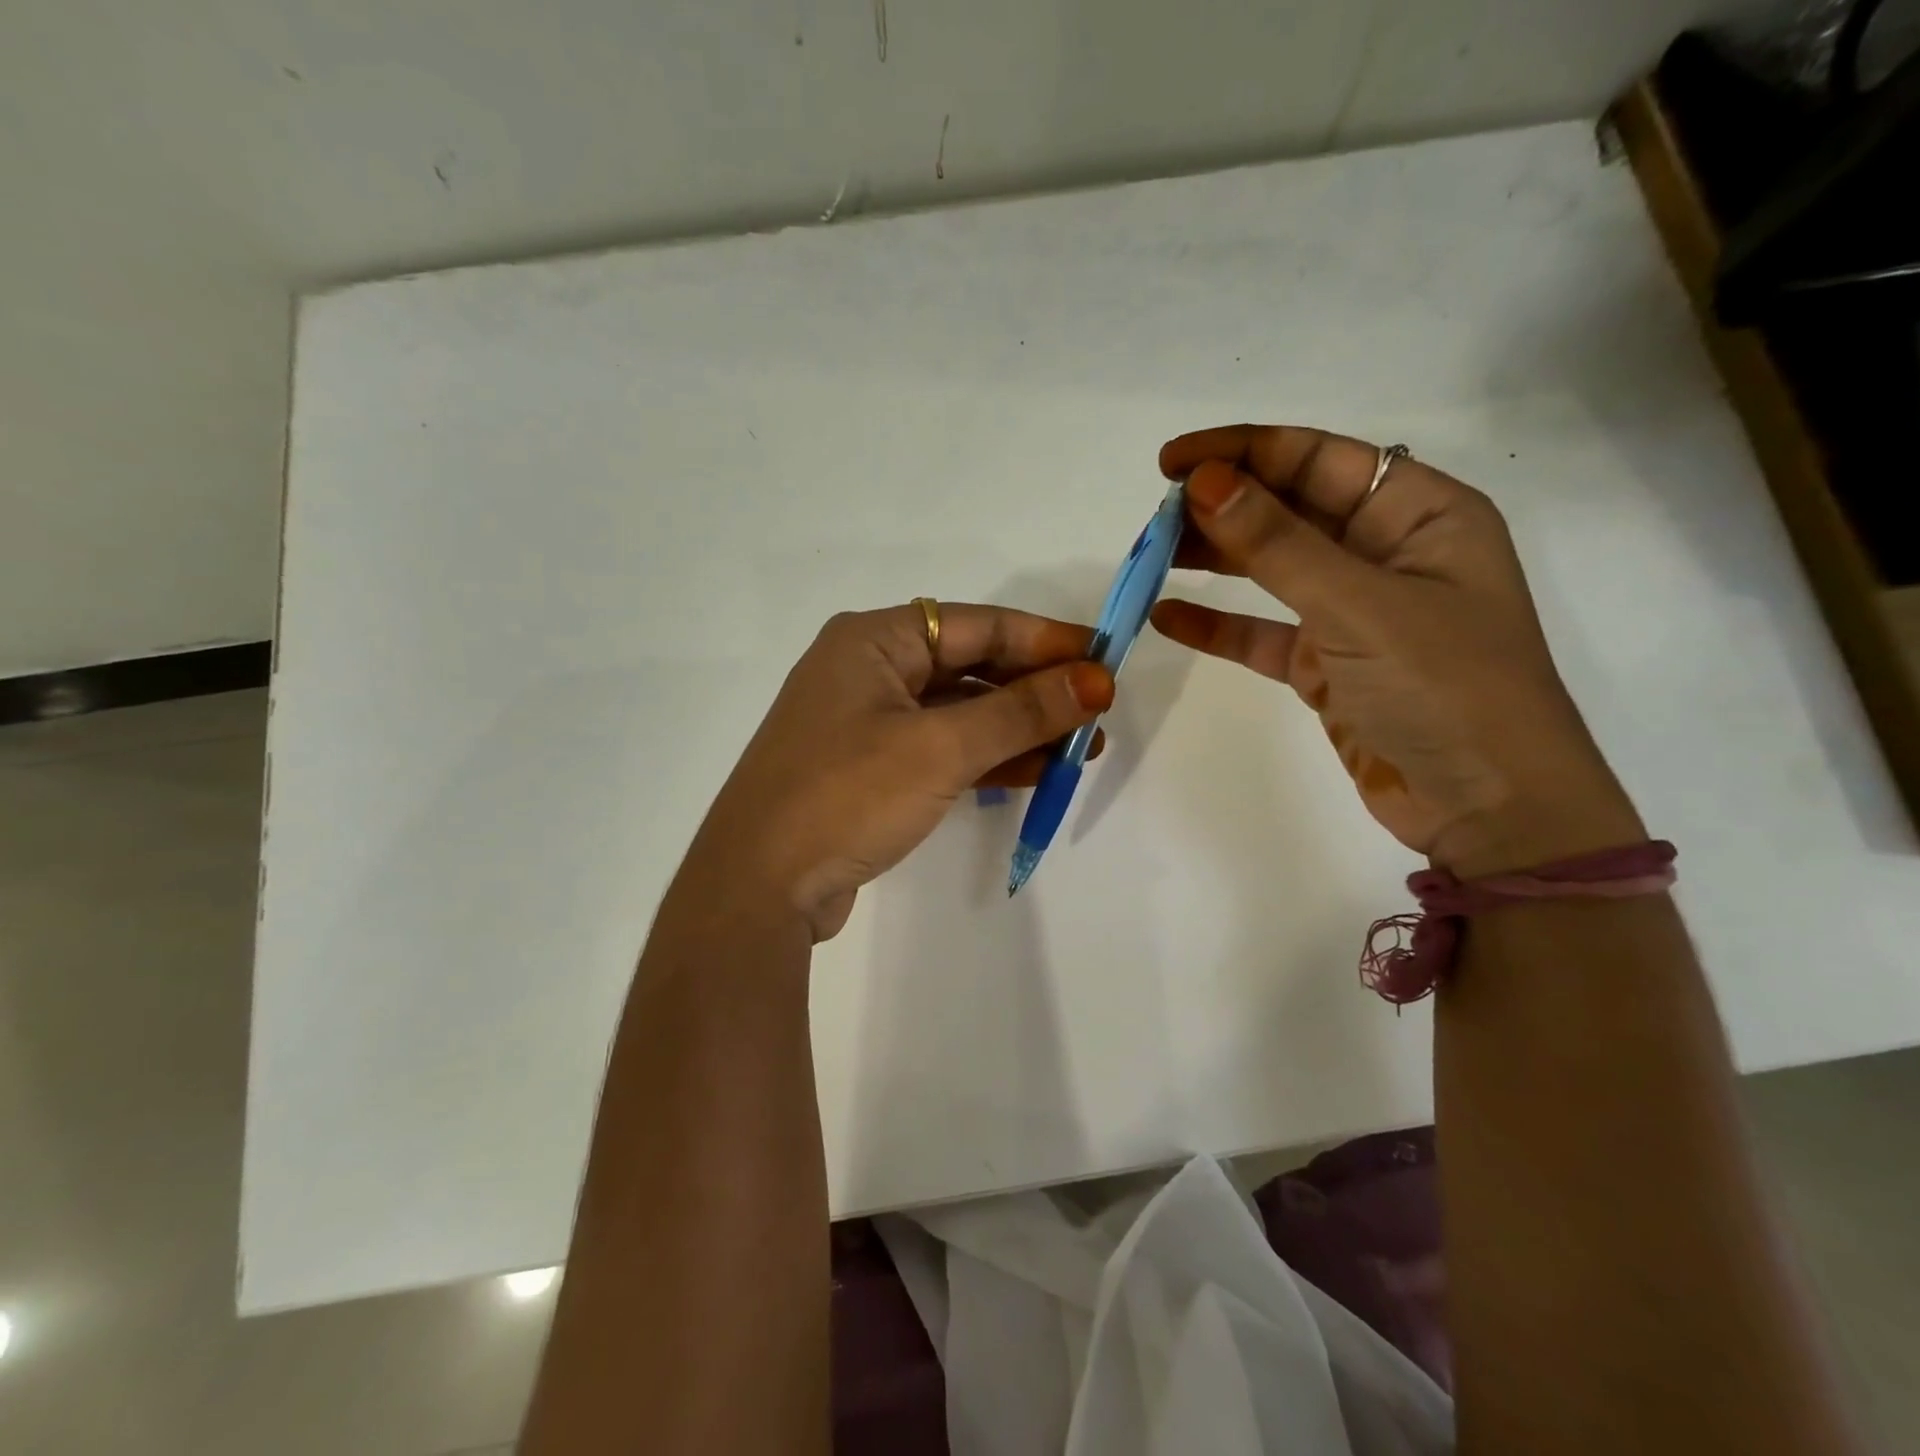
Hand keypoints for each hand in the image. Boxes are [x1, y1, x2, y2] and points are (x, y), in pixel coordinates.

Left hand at [679, 604, 1112, 941]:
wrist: (758, 887)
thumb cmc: (847, 795)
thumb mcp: (941, 748)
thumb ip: (1022, 712)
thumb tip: (1096, 681)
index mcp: (873, 639)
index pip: (977, 625)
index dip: (1046, 641)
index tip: (1105, 660)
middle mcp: (866, 670)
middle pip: (969, 666)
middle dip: (1036, 690)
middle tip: (1098, 712)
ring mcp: (865, 722)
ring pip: (959, 712)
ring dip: (1019, 728)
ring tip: (1084, 748)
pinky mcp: (869, 769)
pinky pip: (941, 749)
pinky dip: (987, 758)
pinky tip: (1039, 771)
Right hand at [1151, 425, 1642, 874]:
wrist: (1488, 809)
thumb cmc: (1446, 689)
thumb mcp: (1360, 606)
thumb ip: (1278, 544)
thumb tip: (1204, 483)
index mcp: (1421, 514)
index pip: (1319, 459)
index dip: (1243, 452)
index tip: (1171, 464)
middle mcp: (1387, 553)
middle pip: (1290, 510)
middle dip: (1223, 507)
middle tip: (1153, 517)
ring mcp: (1355, 613)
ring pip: (1271, 570)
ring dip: (1214, 560)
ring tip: (1151, 557)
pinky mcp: (1328, 666)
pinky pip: (1263, 633)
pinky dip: (1219, 625)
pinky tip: (1168, 617)